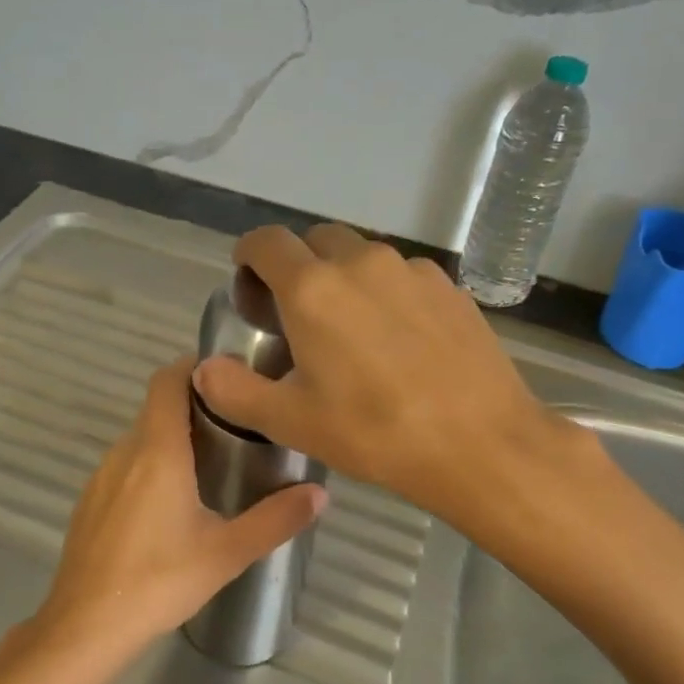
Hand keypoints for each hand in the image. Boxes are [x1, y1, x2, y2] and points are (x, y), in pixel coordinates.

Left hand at [8, 358, 327, 677]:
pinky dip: (148, 466)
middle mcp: (124, 452)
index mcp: (157, 451)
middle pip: (156, 408)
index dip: (192, 367)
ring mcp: (100, 476)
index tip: (227, 378)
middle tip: (236, 427)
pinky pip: (123, 466)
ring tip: (209, 465)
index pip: (167, 381)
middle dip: (193, 408)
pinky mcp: (89, 501)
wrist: (84, 626)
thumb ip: (276, 519)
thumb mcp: (227, 553)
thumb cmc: (159, 581)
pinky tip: (168, 507)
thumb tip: (321, 494)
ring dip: (170, 440)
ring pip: (139, 439)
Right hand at [192, 224, 599, 524]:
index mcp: (312, 289)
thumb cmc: (374, 431)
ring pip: (362, 256)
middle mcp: (361, 263)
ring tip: (350, 329)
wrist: (480, 443)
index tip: (247, 280)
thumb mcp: (291, 421)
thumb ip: (235, 390)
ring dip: (343, 277)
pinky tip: (398, 339)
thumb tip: (203, 369)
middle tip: (296, 313)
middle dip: (296, 264)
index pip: (267, 242)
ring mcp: (411, 271)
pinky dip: (386, 292)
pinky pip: (402, 275)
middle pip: (316, 240)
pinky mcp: (449, 288)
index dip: (249, 255)